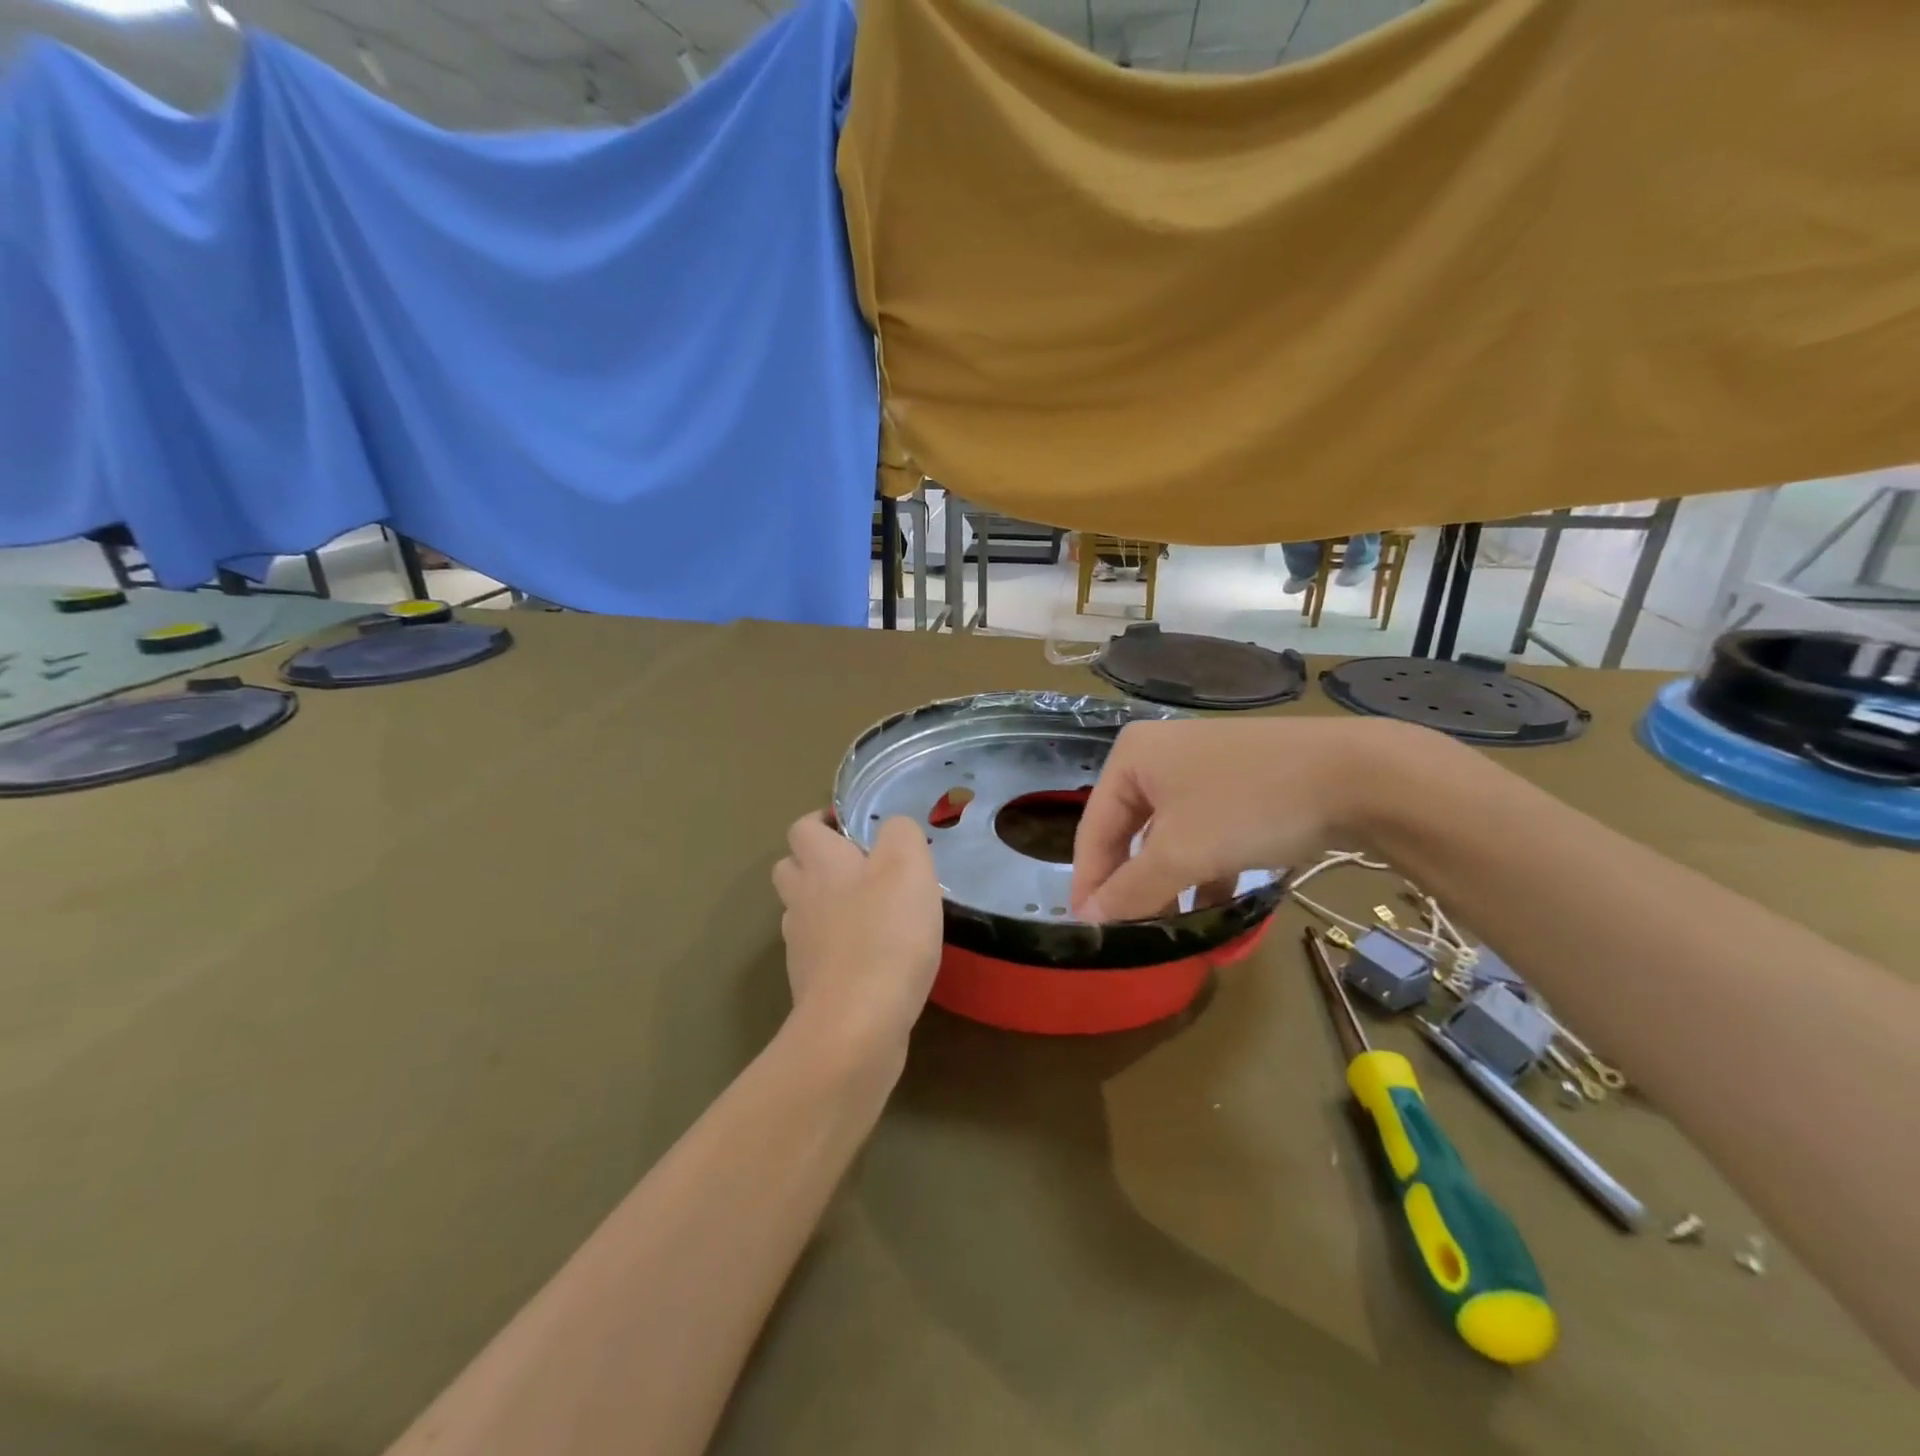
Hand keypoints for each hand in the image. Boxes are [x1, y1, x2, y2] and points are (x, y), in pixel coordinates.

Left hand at [772, 813, 943, 1064]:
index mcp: (820, 863)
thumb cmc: (885, 934)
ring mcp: (800, 945)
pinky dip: (838, 946)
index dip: (824, 821)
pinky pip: (819, 951)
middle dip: (818, 862)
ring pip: (803, 911)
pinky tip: (873, 956)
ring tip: (871, 912)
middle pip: (792, 868)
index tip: (855, 829)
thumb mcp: (908, 866)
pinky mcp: (812, 983)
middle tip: (861, 869)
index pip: (803, 827)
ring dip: (827, 905)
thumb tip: (892, 828)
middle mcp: (801, 898)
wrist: (857, 1025)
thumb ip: (901, 833)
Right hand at [1070, 717, 1421, 923]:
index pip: (1094, 830)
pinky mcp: (1237, 785)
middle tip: (1132, 936)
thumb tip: (1086, 922)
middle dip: (1134, 887)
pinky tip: (1212, 907)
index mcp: (1131, 757)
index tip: (1088, 933)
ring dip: (1169, 885)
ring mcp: (1200, 769)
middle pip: (1130, 834)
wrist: (1360, 775)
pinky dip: (1202, 869)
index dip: (1090, 884)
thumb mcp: (1181, 854)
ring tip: (1172, 931)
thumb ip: (1130, 890)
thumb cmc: (1250, 805)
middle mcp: (1158, 756)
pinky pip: (1202, 833)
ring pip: (1168, 838)